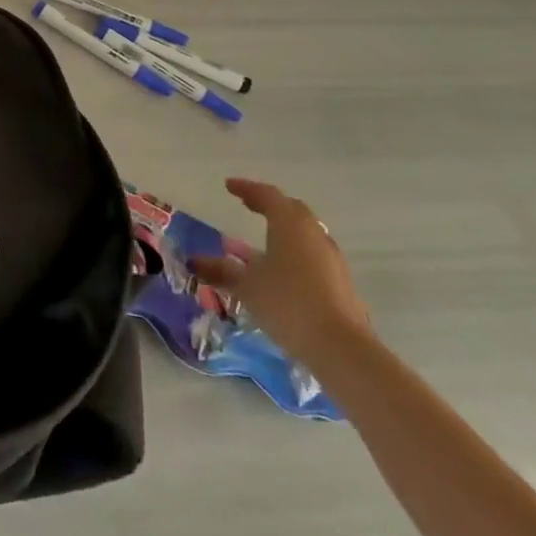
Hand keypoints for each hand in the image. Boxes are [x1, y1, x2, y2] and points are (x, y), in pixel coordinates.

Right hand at [190, 177, 367, 362]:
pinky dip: (295, 252)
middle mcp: (314, 234)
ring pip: (305, 233)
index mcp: (290, 224)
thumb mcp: (246, 286)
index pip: (267, 196)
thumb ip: (220, 270)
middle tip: (248, 205)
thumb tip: (193, 261)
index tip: (229, 186)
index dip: (247, 189)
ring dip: (284, 230)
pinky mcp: (341, 282)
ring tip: (262, 240)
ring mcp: (331, 259)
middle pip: (291, 210)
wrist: (341, 348)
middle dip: (269, 205)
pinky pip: (313, 255)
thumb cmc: (287, 303)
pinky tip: (282, 270)